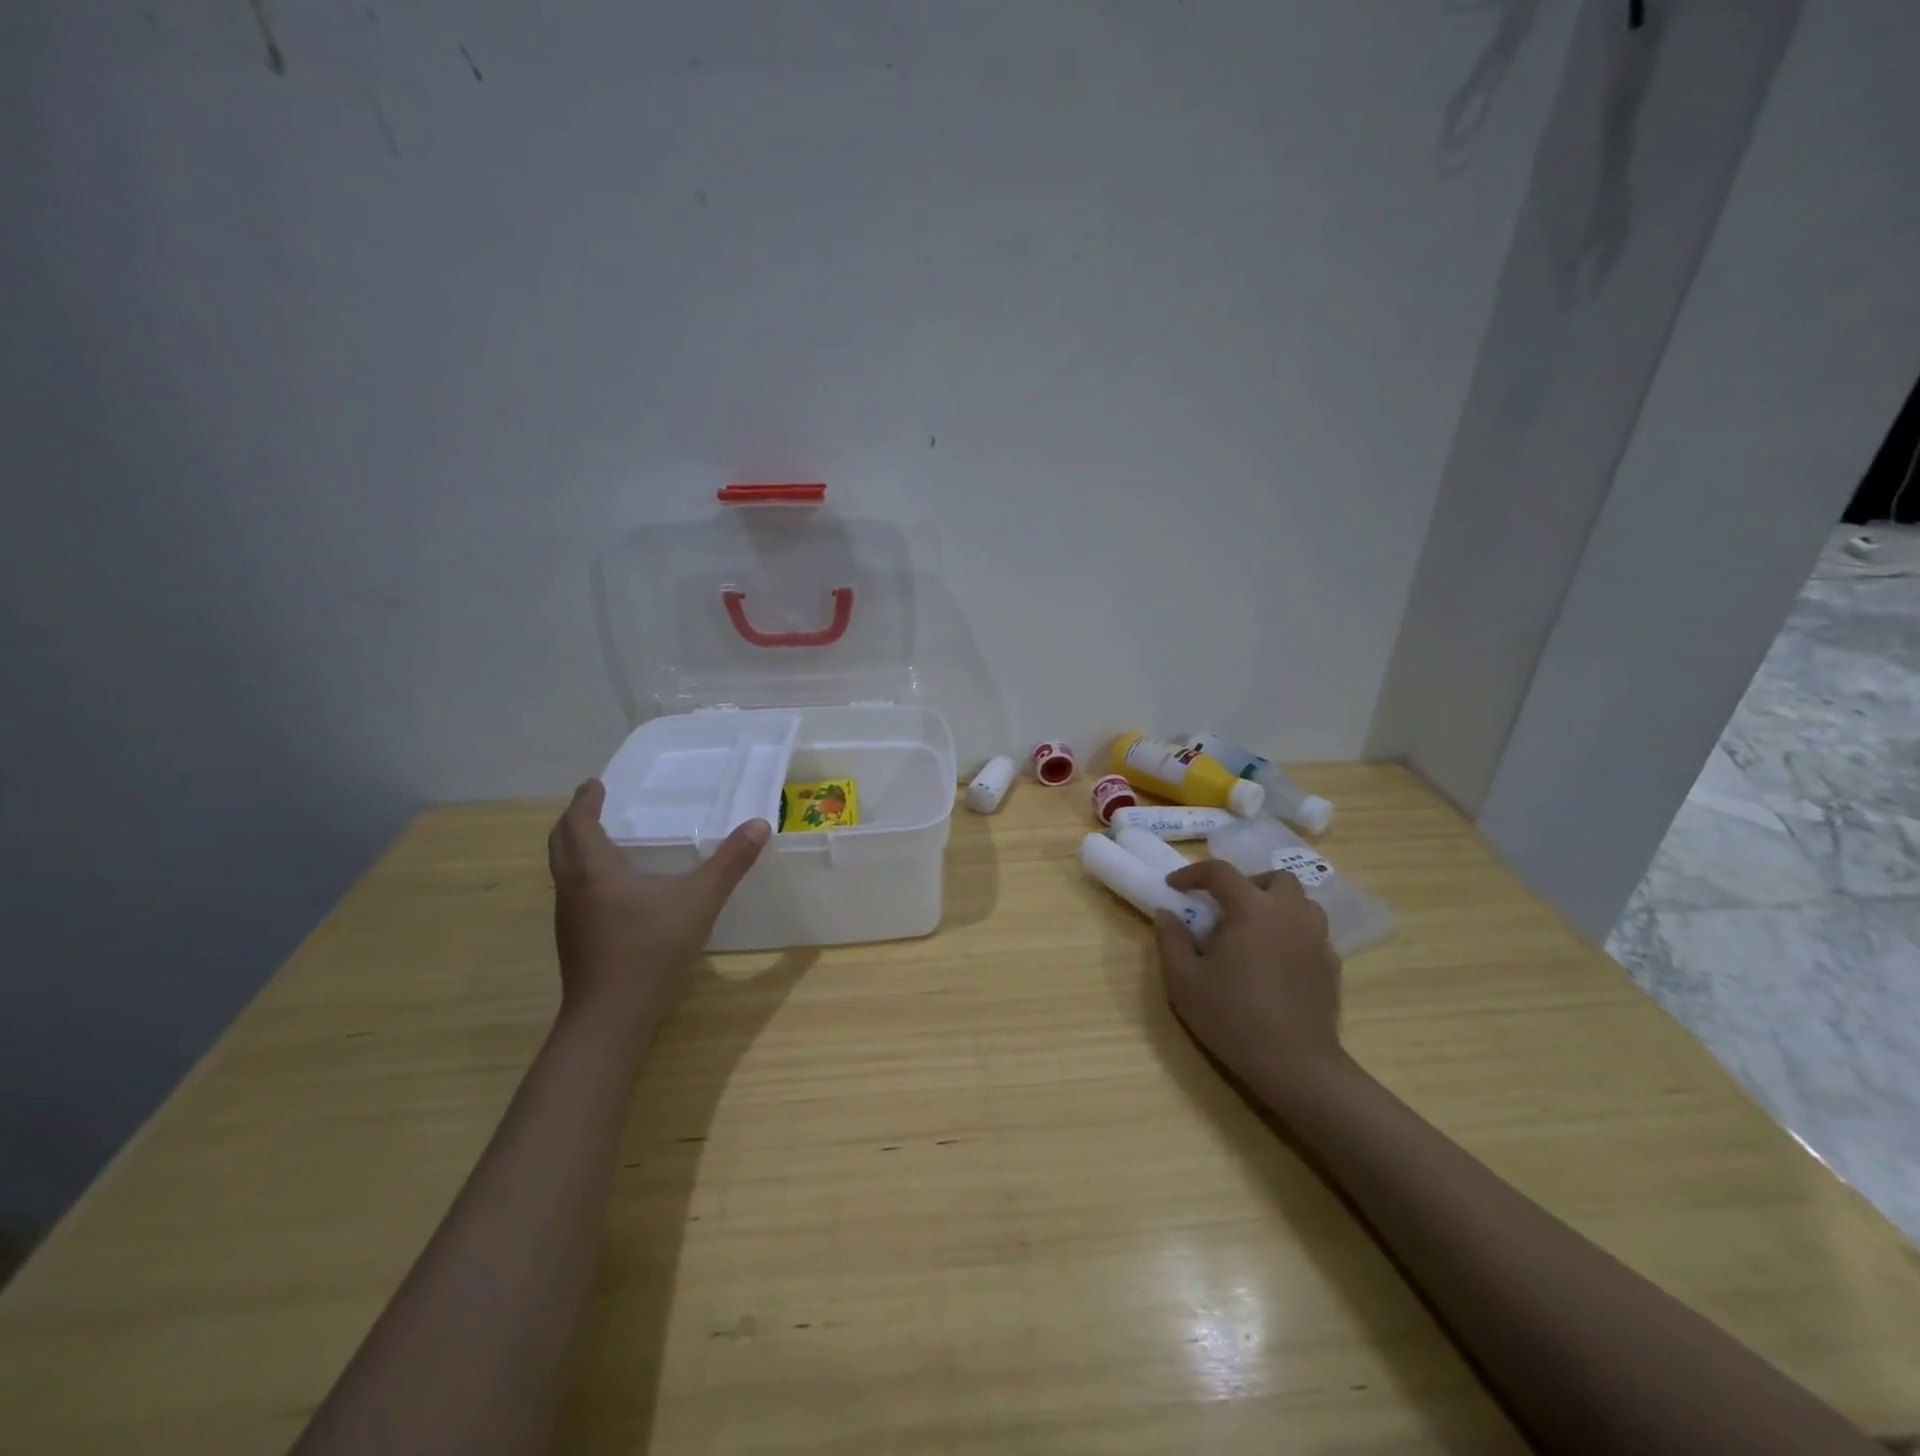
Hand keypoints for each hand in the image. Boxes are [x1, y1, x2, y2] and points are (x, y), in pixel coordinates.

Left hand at [547, 780, 769, 1042]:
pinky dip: (585, 875)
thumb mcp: (698, 901)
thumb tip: (759, 825)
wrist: (611, 1019)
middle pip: (560, 844)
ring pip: (563, 871)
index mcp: (594, 871)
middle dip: (574, 820)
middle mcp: (573, 889)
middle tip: (593, 805)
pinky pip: (574, 893)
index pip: (578, 823)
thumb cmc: (650, 950)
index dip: (585, 801)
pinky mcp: (576, 942)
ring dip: (576, 848)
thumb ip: (729, 863)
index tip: (594, 784)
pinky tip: (614, 890)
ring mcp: (570, 919)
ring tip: (602, 840)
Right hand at [1152, 859, 1345, 1104]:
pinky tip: (1277, 958)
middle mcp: (1289, 914)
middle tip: (1224, 907)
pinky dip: (1293, 932)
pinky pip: (1314, 933)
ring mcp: (1316, 939)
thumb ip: (1171, 939)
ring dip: (1276, 904)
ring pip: (1302, 902)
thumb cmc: (1232, 1017)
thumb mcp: (1183, 980)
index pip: (1220, 872)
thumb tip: (1167, 913)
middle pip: (1274, 878)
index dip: (1193, 873)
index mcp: (1251, 909)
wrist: (1295, 1065)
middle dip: (1246, 883)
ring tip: (1254, 929)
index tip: (1174, 887)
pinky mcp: (1331, 966)